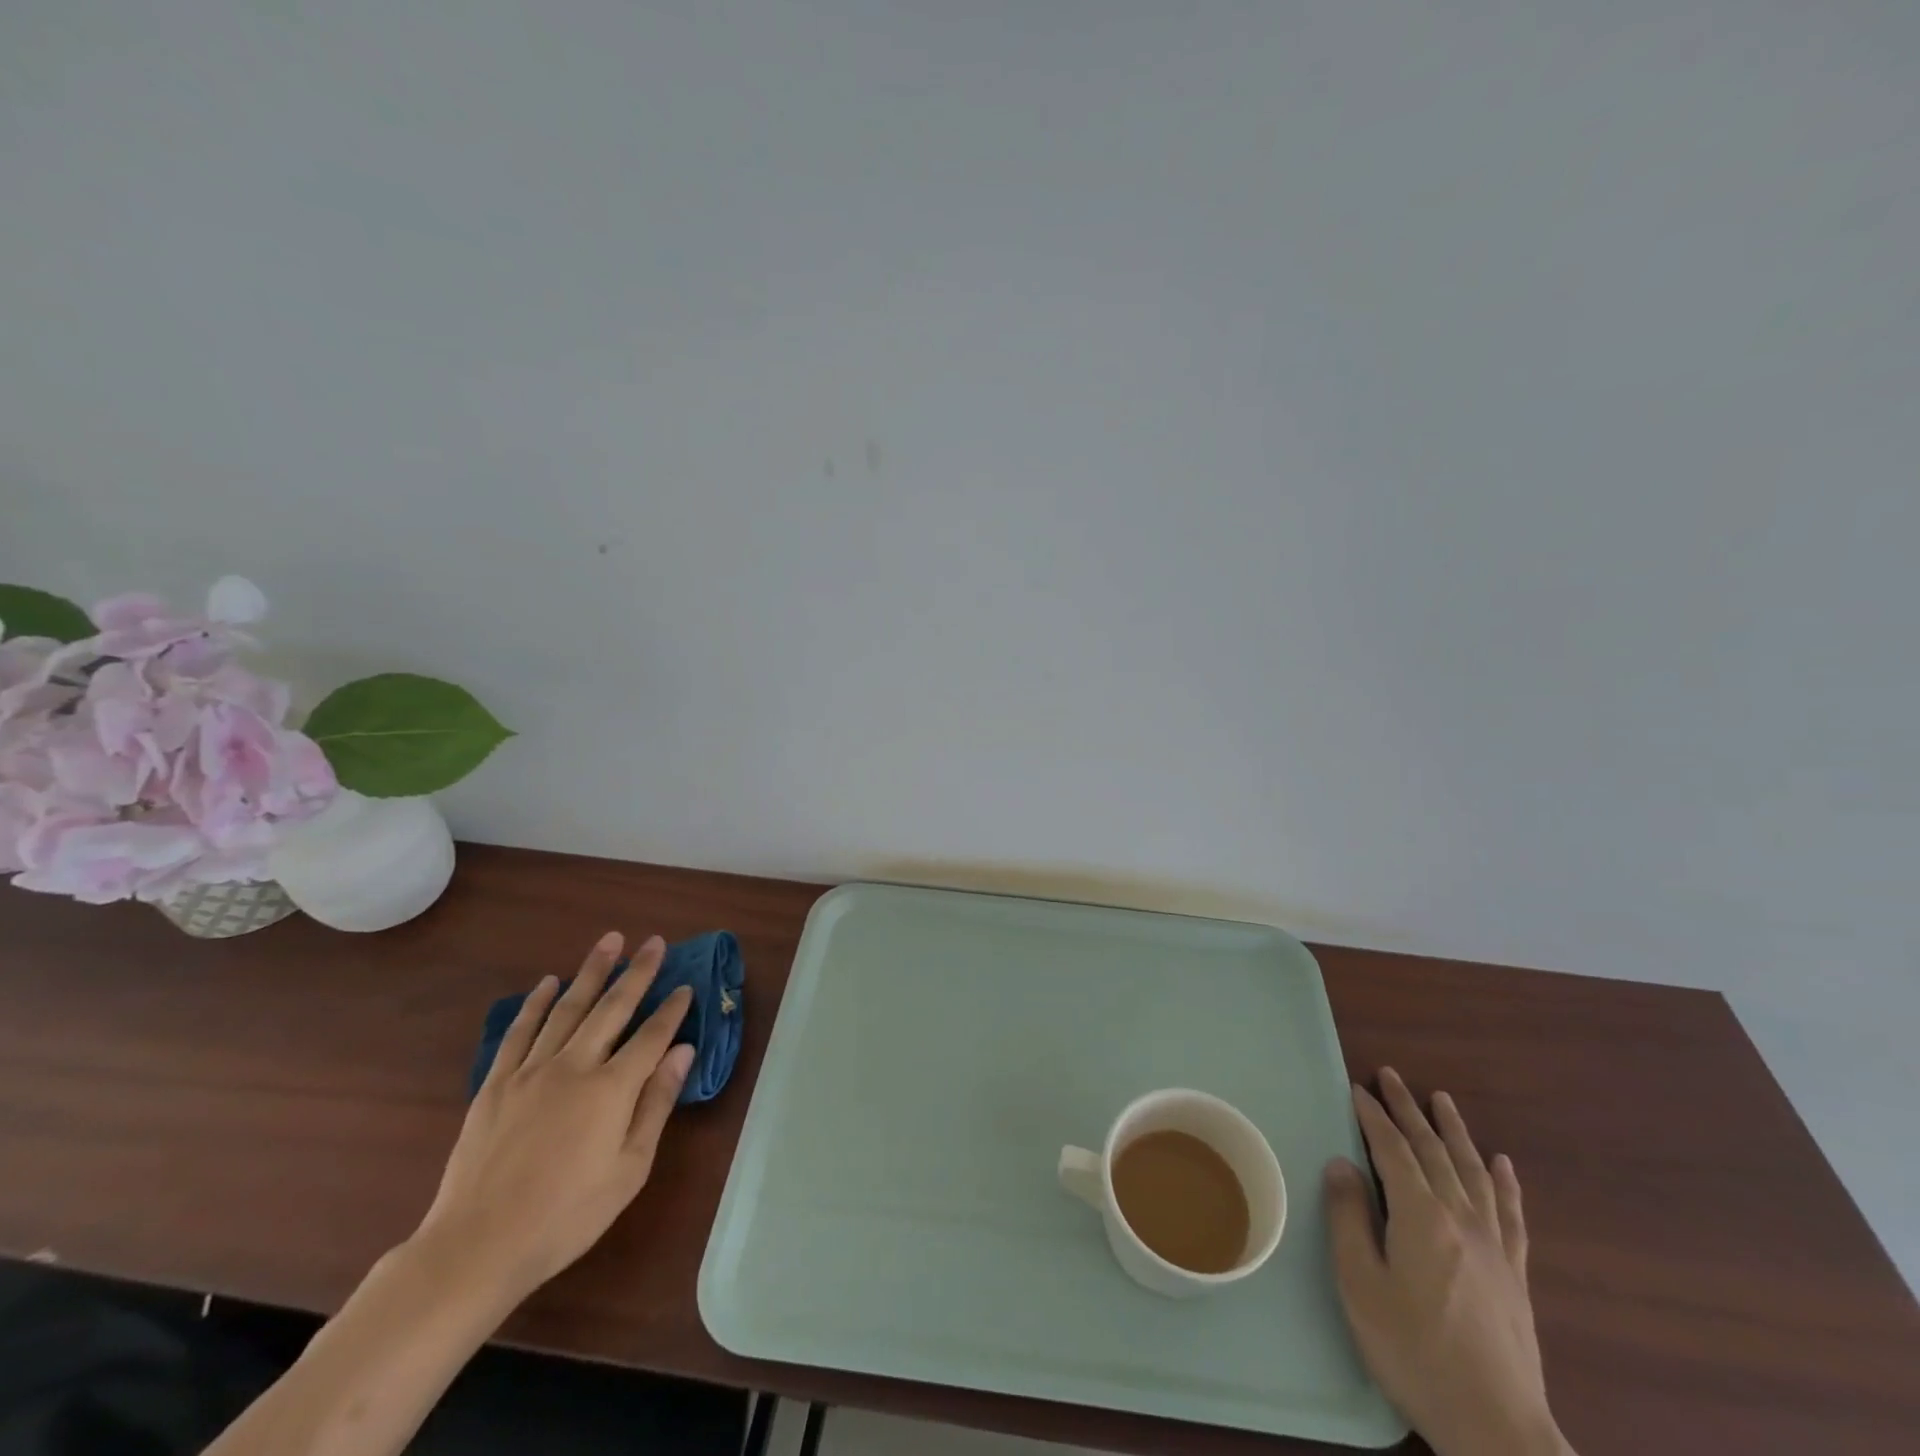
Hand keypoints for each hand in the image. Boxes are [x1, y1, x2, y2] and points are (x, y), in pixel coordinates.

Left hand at [413, 931, 695, 1307]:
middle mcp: (574, 1067)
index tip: (686, 986)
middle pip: (612, 1008)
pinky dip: (536, 1004)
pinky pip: (520, 1032)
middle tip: (654, 941)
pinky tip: (548, 983)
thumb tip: (682, 1052)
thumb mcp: (628, 1170)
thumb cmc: (566, 1216)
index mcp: (611, 1089)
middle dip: (637, 972)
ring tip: (609, 941)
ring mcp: (531, 1071)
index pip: (651, 1036)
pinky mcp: (496, 1084)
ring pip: (568, 1008)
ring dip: (591, 972)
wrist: (476, 1247)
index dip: (672, 1010)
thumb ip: (656, 1104)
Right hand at [1325, 1069, 1572, 1455]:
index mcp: (1421, 1216)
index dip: (1374, 1117)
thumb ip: (1349, 1218)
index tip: (1358, 1088)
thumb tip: (1343, 1164)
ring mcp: (1494, 1246)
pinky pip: (1511, 1213)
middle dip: (1409, 1110)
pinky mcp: (1516, 1274)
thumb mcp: (1361, 1285)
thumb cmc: (1414, 1352)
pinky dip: (1505, 1183)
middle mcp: (1461, 1218)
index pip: (1393, 1150)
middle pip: (1433, 1150)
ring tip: (1442, 1100)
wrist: (1496, 1428)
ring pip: (1473, 1171)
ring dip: (1454, 1131)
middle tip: (1392, 1076)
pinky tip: (1503, 1164)